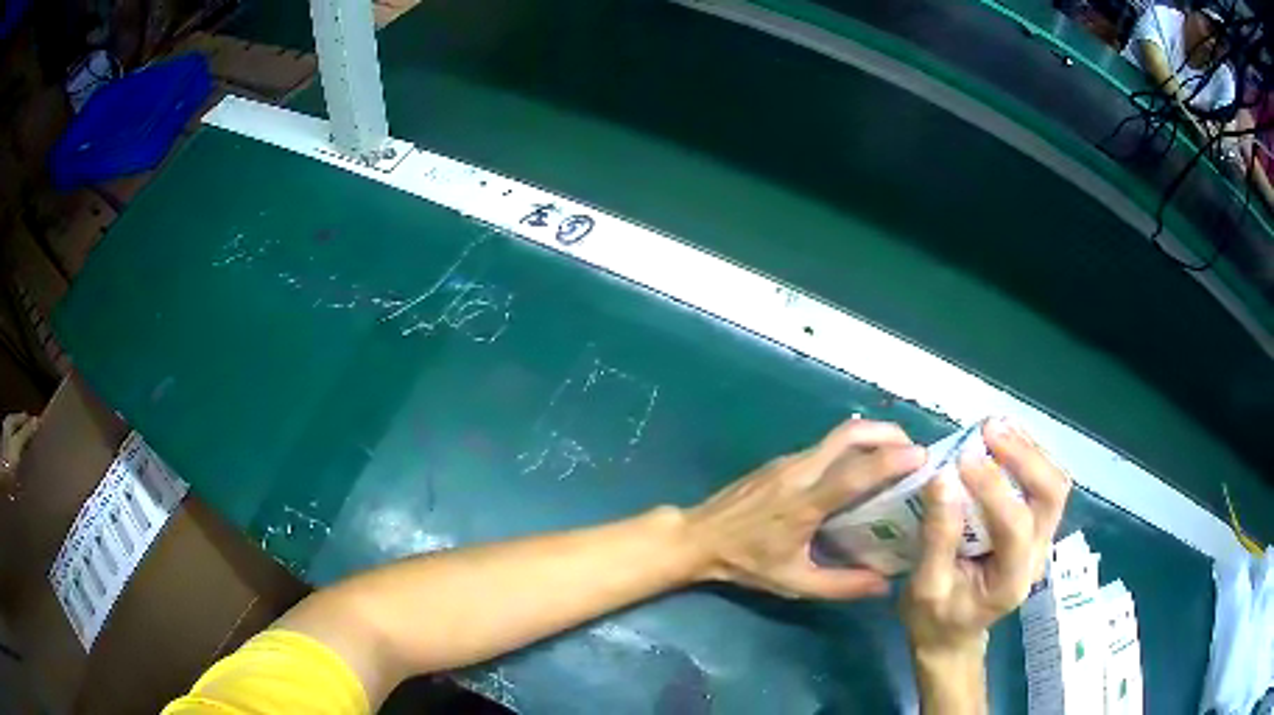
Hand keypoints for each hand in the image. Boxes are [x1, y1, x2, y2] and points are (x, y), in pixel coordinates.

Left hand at [686, 419, 925, 598]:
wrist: (698, 537)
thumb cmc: (746, 562)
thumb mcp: (794, 583)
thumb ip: (841, 585)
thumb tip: (884, 584)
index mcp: (804, 504)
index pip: (853, 474)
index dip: (889, 461)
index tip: (921, 458)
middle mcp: (799, 472)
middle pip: (849, 434)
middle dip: (888, 434)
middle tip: (914, 452)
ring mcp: (789, 461)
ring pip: (838, 435)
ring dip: (873, 437)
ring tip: (897, 457)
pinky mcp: (782, 460)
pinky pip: (825, 446)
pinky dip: (853, 448)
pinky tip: (861, 471)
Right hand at [902, 418, 1070, 658]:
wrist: (952, 635)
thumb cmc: (934, 618)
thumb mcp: (924, 588)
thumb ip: (937, 538)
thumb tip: (942, 477)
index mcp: (1012, 580)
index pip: (1016, 526)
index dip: (993, 488)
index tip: (962, 460)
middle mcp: (1037, 555)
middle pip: (1052, 495)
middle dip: (1025, 457)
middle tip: (989, 430)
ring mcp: (1040, 539)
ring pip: (1054, 483)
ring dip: (1029, 450)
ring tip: (996, 427)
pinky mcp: (1034, 527)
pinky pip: (1043, 483)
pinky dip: (1027, 455)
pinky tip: (1004, 440)